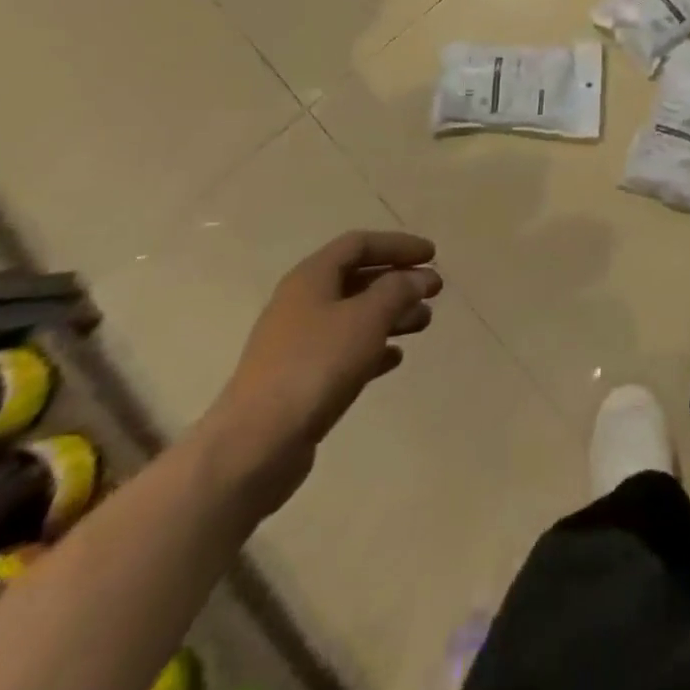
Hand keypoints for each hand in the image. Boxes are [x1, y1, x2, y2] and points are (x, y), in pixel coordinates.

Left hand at [201, 230, 441, 511]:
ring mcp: (297, 343)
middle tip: (434, 290)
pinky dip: (373, 348)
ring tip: (424, 323)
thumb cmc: (316, 365)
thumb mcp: (367, 318)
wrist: (255, 445)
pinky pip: (344, 351)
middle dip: (398, 280)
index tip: (432, 255)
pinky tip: (395, 358)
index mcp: (311, 278)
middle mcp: (301, 303)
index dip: (398, 245)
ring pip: (353, 316)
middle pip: (357, 279)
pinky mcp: (299, 379)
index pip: (359, 244)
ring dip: (391, 314)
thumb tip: (419, 276)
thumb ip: (398, 290)